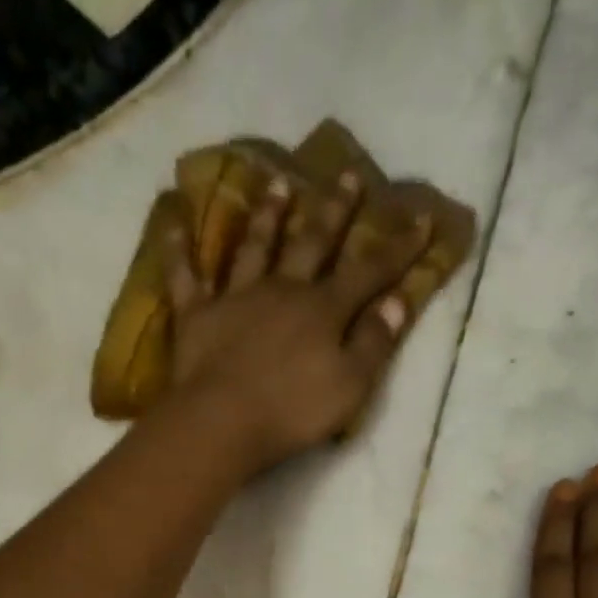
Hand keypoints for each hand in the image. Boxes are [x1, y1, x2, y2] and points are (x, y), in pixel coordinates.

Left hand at [160, 171, 431, 474]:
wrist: (223, 422)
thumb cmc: (293, 411)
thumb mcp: (351, 385)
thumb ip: (375, 342)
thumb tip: (398, 301)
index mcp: (323, 310)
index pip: (369, 271)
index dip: (398, 247)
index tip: (421, 218)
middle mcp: (283, 290)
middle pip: (312, 242)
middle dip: (334, 210)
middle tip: (348, 174)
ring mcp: (237, 298)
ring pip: (255, 246)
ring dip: (268, 214)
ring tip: (278, 182)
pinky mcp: (197, 315)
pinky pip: (186, 275)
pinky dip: (180, 249)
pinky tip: (175, 221)